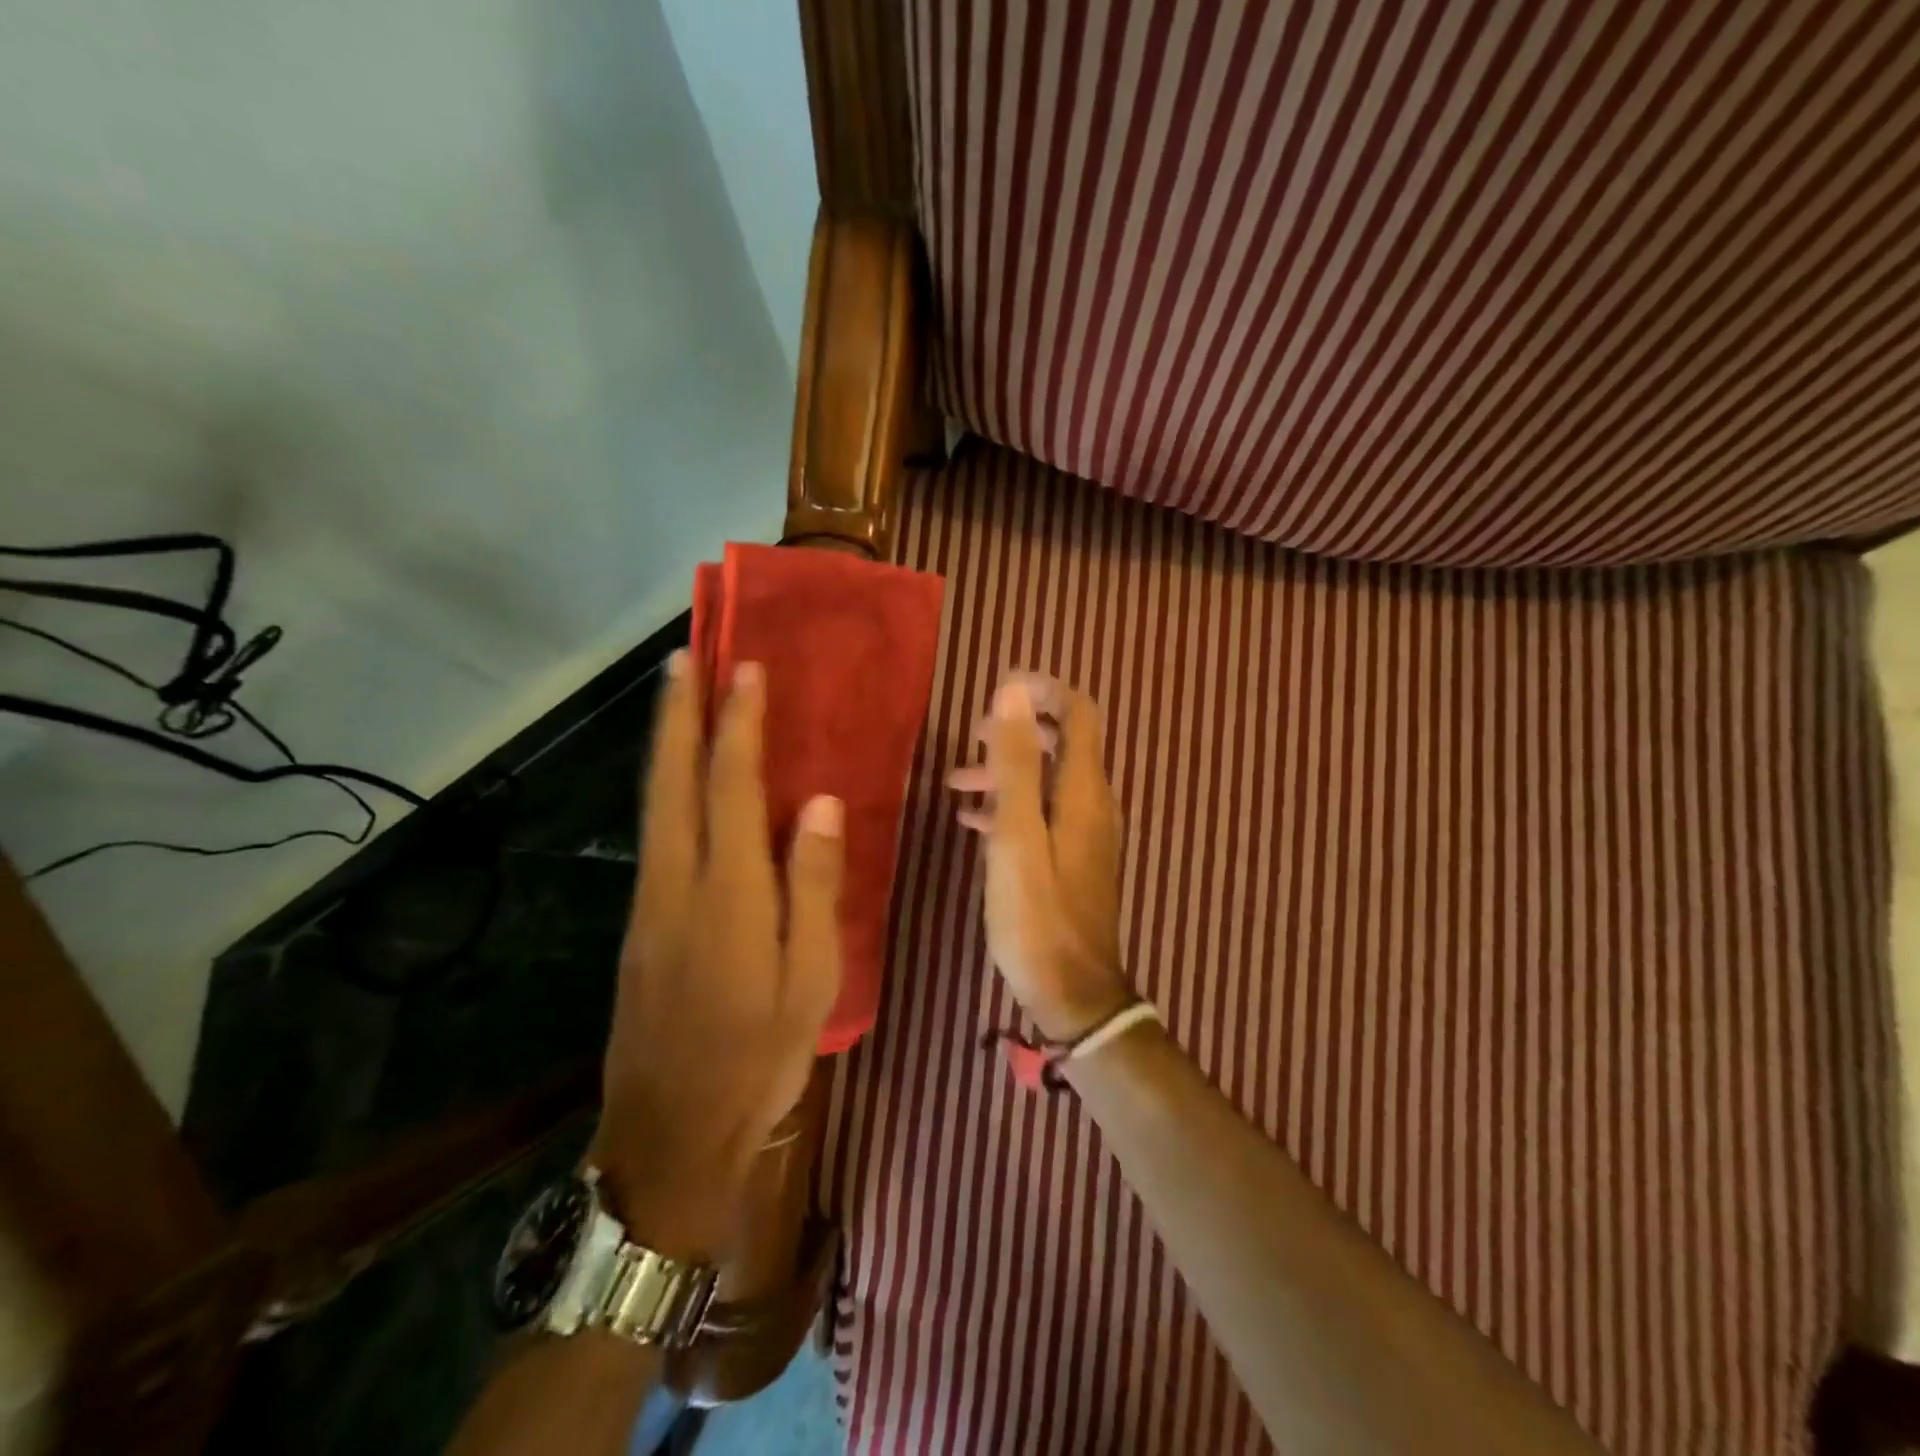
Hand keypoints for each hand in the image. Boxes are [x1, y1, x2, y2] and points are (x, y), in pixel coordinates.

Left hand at [590, 652, 842, 1260]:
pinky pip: (655, 836)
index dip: (738, 725)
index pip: (729, 787)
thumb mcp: (811, 980)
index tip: (747, 671)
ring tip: (679, 700)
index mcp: (727, 895)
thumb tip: (817, 803)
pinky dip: (665, 789)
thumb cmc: (757, 1059)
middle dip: (677, 715)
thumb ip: (812, 885)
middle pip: (670, 782)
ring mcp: (649, 904)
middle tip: (685, 659)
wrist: (667, 1139)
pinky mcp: (640, 925)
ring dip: (664, 745)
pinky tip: (680, 781)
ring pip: (652, 806)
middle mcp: (676, 884)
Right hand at [948, 673, 1132, 1041]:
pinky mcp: (1071, 860)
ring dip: (1005, 772)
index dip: (1045, 691)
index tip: (1000, 689)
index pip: (1080, 713)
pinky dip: (1010, 806)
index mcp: (1082, 791)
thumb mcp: (1017, 835)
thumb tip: (1015, 690)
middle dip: (1016, 732)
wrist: (1073, 993)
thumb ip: (1015, 763)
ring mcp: (1084, 834)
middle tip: (971, 741)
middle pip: (1060, 744)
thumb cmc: (1038, 915)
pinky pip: (1041, 815)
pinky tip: (972, 822)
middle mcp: (1091, 804)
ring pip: (1045, 781)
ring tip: (956, 783)